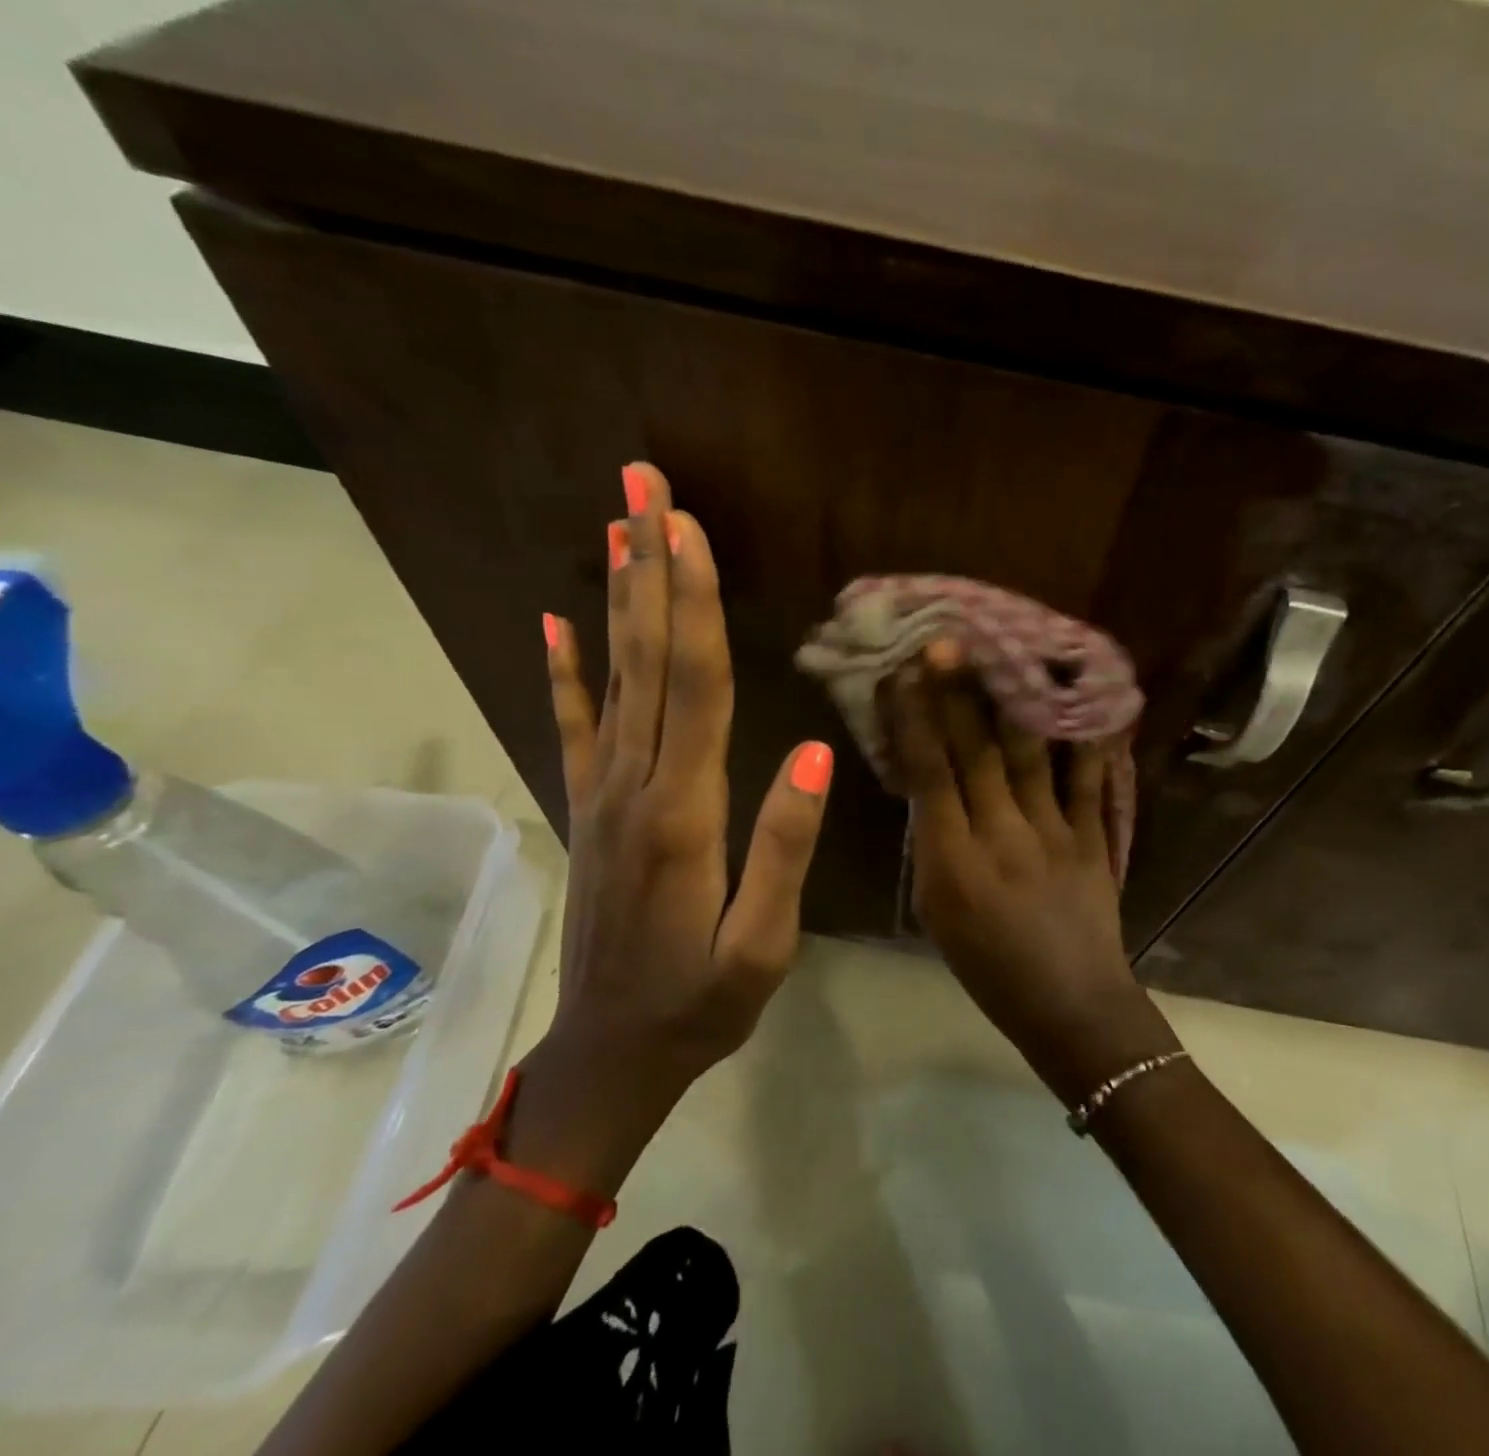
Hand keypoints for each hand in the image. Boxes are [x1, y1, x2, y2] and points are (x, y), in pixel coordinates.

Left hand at [530, 464, 833, 1173]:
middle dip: (649, 567)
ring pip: (613, 678)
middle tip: (642, 485)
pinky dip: (562, 670)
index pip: (694, 687)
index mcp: (684, 814)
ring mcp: (601, 794)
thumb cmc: (699, 1006)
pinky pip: (574, 726)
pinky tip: (555, 621)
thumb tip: (814, 754)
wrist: (607, 1057)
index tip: (687, 527)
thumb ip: (784, 849)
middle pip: (648, 659)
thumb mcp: (763, 947)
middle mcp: (634, 786)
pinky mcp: (588, 809)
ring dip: (618, 598)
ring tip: (616, 526)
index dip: (694, 603)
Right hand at [884, 645, 1178, 1103]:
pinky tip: (1088, 699)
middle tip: (946, 641)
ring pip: (1026, 756)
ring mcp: (1052, 834)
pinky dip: (1087, 740)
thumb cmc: (990, 969)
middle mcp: (1000, 836)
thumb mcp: (938, 914)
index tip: (901, 674)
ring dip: (1010, 701)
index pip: (928, 776)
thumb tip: (931, 785)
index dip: (913, 721)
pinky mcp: (1092, 839)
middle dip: (957, 695)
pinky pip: (1087, 782)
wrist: (1070, 1007)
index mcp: (953, 863)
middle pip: (975, 754)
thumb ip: (933, 846)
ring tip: (1002, 652)